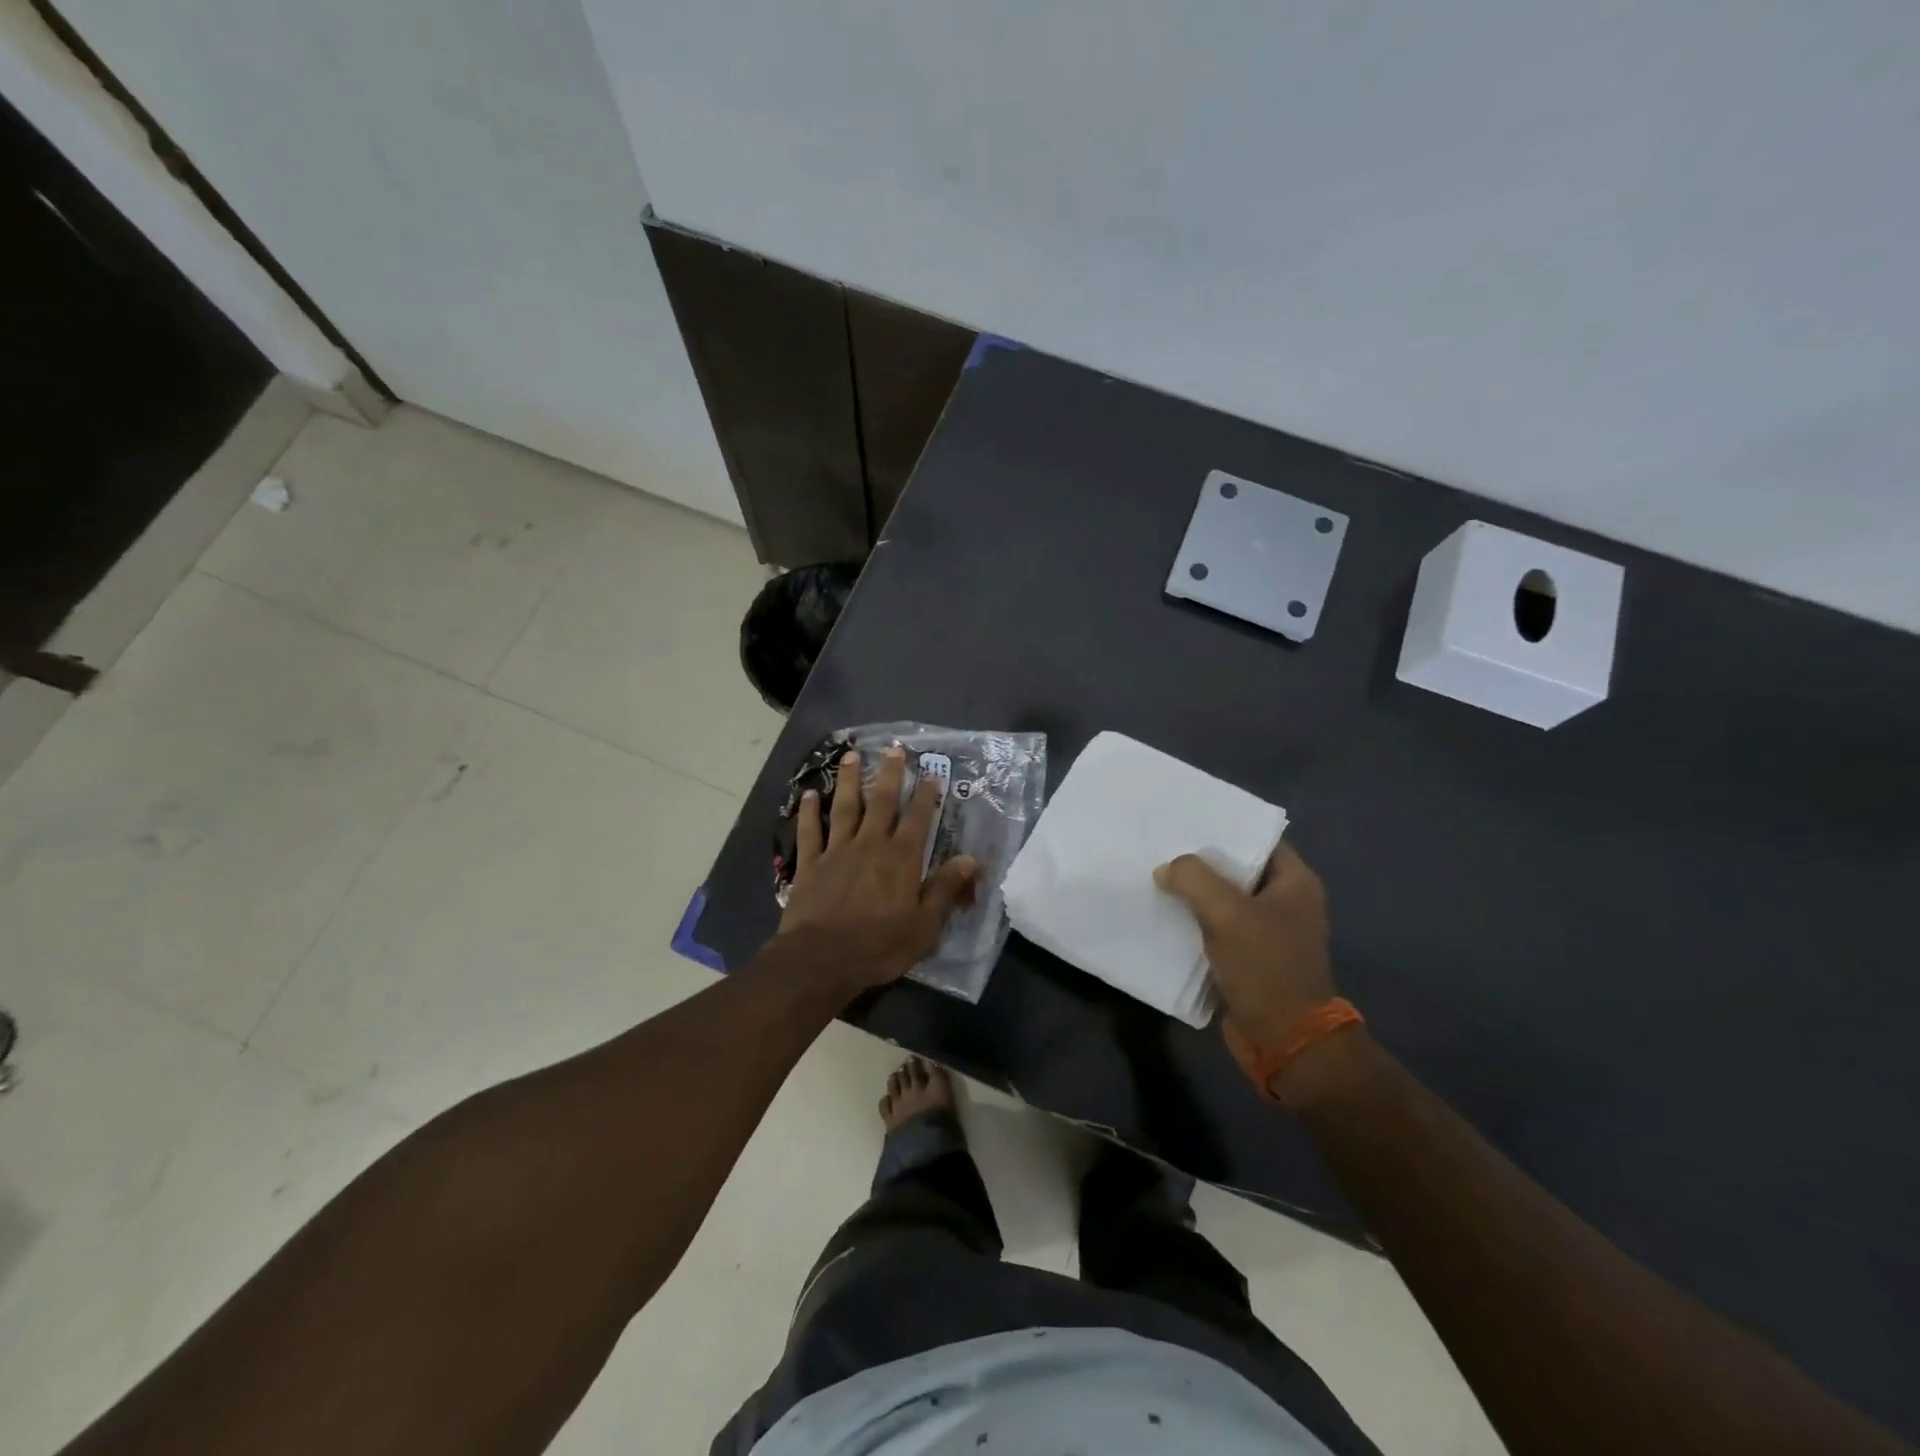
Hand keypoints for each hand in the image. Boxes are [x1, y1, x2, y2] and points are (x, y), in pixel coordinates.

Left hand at [778, 745, 980, 989]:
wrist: (820, 959)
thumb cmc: (878, 946)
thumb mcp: (924, 926)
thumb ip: (945, 889)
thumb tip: (971, 860)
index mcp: (901, 859)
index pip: (918, 819)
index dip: (926, 795)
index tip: (932, 774)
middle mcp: (870, 845)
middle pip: (881, 802)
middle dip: (889, 774)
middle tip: (893, 749)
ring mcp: (837, 851)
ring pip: (844, 807)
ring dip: (848, 780)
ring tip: (851, 755)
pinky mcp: (810, 864)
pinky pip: (810, 831)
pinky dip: (809, 812)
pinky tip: (809, 794)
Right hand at [1155, 843, 1336, 1052]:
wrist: (1285, 1040)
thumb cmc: (1266, 967)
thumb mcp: (1227, 912)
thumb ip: (1193, 879)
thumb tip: (1167, 870)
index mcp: (1296, 883)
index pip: (1258, 839)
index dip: (1225, 828)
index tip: (1186, 820)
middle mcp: (1286, 903)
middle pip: (1237, 870)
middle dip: (1201, 861)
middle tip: (1161, 846)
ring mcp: (1268, 933)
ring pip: (1224, 901)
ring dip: (1194, 894)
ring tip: (1155, 876)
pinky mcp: (1249, 959)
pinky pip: (1217, 929)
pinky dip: (1194, 922)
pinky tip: (1163, 914)